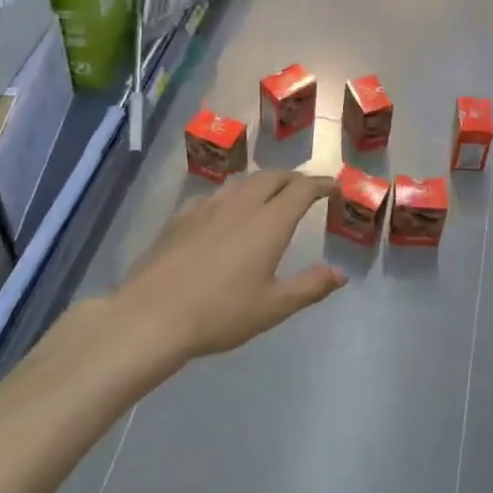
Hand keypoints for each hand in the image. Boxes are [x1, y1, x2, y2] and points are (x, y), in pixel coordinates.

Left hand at [110, 170, 346, 361]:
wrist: (152, 315)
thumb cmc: (221, 313)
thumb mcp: (274, 307)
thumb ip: (310, 286)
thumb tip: (339, 273)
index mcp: (269, 223)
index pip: (301, 189)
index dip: (320, 184)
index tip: (333, 186)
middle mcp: (241, 205)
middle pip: (272, 177)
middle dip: (294, 178)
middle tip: (305, 188)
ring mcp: (207, 207)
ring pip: (242, 181)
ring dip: (264, 181)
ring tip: (271, 193)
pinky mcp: (181, 217)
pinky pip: (215, 194)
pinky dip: (232, 194)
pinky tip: (226, 210)